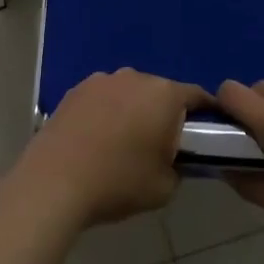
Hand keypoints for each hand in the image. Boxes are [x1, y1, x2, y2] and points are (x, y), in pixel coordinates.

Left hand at [18, 69, 211, 226]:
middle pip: (160, 92)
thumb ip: (179, 167)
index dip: (206, 112)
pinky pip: (102, 99)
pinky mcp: (74, 90)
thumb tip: (173, 159)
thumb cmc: (118, 182)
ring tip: (124, 143)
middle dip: (164, 113)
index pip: (197, 95)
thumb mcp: (165, 187)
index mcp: (163, 94)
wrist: (54, 181)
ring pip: (129, 93)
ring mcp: (101, 80)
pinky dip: (106, 113)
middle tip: (161, 145)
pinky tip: (97, 139)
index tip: (208, 132)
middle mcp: (134, 77)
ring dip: (133, 110)